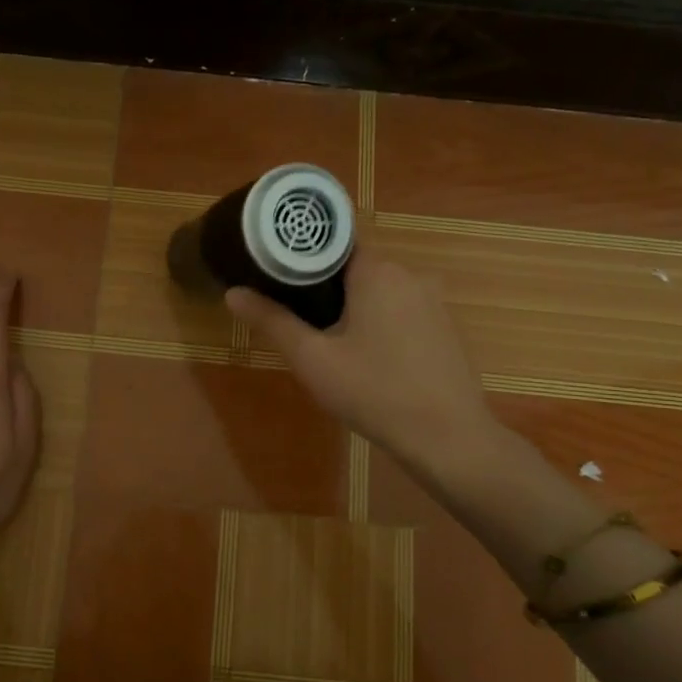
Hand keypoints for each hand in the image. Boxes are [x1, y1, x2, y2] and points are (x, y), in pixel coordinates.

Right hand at [225, 245, 501, 472]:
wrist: (448, 438)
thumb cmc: (374, 392)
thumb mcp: (313, 359)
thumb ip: (272, 321)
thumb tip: (233, 293)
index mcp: (377, 271)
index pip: (332, 243)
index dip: (301, 257)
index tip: (276, 275)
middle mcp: (410, 274)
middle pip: (355, 268)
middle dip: (324, 288)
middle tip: (296, 319)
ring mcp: (433, 301)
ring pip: (379, 292)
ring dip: (353, 308)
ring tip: (327, 342)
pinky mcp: (445, 327)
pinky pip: (402, 312)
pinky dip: (380, 324)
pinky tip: (368, 359)